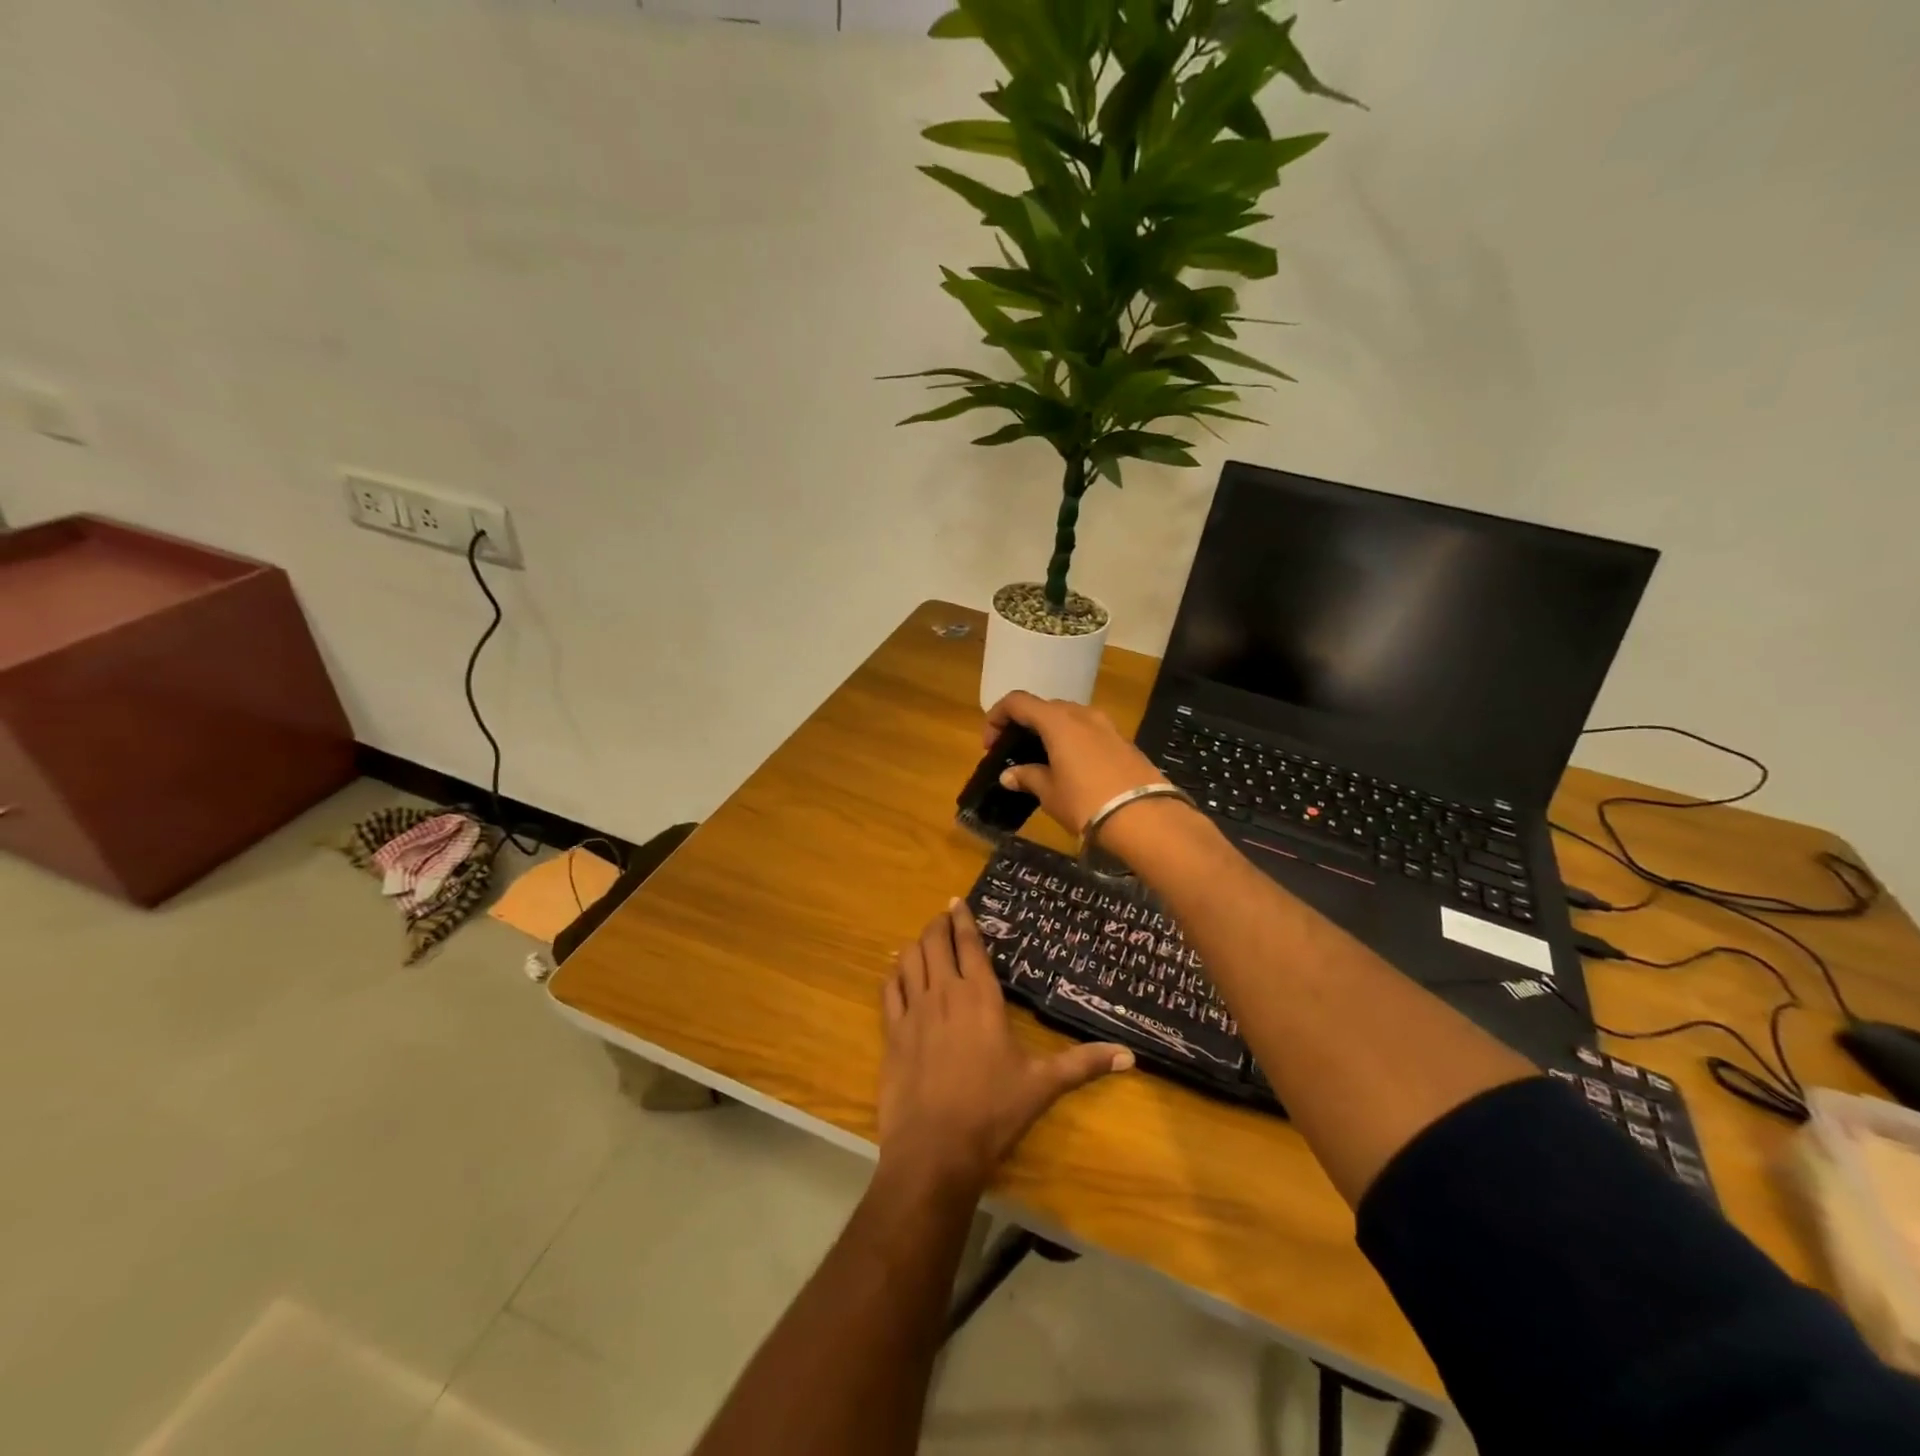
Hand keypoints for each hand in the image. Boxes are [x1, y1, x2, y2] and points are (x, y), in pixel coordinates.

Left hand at [879, 900, 1132, 1191]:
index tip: (958, 901)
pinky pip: (888, 990)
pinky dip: (894, 975)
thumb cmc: (993, 1111)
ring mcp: (914, 1011)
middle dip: (938, 925)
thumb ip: (1084, 1064)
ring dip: (916, 945)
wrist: (935, 1149)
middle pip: (934, 943)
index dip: (963, 920)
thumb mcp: (1043, 1085)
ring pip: (909, 959)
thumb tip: (1130, 1056)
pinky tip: (898, 974)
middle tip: (943, 918)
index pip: (969, 945)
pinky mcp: (892, 1033)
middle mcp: (944, 994)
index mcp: (980, 997)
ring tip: (924, 942)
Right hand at [984, 691, 1171, 836]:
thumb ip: (1027, 777)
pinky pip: (1089, 732)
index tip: (991, 744)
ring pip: (1070, 718)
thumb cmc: (1086, 802)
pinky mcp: (1124, 741)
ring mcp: (1107, 726)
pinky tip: (1071, 767)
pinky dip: (1072, 741)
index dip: (997, 717)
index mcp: (1058, 721)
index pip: (1018, 702)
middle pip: (1045, 707)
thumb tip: (1009, 774)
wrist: (1145, 818)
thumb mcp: (1050, 793)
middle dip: (1025, 725)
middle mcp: (1082, 714)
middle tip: (1014, 752)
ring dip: (1050, 732)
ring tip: (1042, 759)